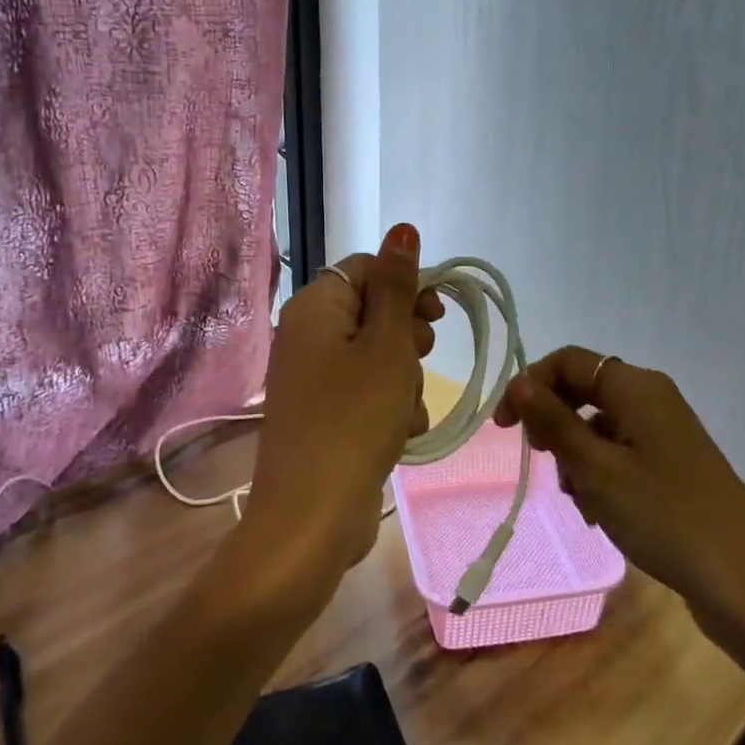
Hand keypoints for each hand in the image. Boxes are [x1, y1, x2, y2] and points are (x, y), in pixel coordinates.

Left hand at [245, 223, 442, 579]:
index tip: (437, 314)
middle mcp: (307, 335)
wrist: (313, 516)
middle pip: (373, 312)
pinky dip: (389, 407)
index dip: (407, 285)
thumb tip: (401, 229)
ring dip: (404, 378)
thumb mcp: (386, 344)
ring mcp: (312, 378)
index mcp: (315, 307)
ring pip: (376, 356)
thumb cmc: (355, 418)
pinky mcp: (323, 414)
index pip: (368, 269)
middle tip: (417, 360)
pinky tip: (400, 433)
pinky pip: (366, 392)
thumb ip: (397, 285)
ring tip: (406, 409)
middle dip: (406, 337)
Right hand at [494, 347, 744, 657]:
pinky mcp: (674, 466)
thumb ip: (554, 421)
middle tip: (546, 465)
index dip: (530, 385)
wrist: (744, 583)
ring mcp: (667, 434)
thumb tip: (520, 382)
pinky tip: (602, 515)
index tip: (505, 427)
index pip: (568, 361)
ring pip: (600, 429)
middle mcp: (653, 399)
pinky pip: (622, 456)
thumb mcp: (596, 468)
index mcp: (636, 387)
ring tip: (582, 503)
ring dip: (578, 459)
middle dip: (556, 427)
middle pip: (584, 392)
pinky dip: (602, 477)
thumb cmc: (663, 516)